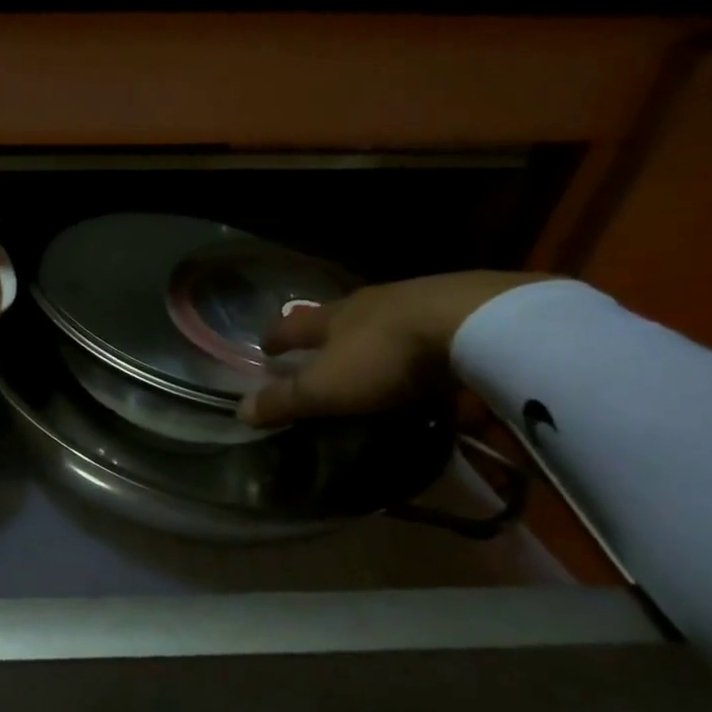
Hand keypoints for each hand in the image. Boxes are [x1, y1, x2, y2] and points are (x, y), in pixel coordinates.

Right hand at [237, 270, 555, 426]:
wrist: (471, 322)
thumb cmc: (384, 357)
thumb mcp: (327, 388)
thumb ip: (286, 400)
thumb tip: (240, 412)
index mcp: (329, 318)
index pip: (290, 327)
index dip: (276, 339)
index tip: (266, 348)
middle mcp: (363, 302)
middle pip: (333, 316)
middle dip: (322, 332)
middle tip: (317, 348)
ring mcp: (409, 300)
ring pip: (376, 316)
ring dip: (366, 332)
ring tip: (368, 350)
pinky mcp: (452, 306)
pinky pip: (418, 322)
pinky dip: (409, 336)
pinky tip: (419, 350)